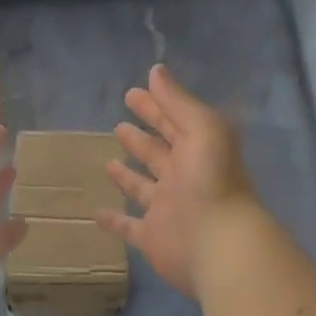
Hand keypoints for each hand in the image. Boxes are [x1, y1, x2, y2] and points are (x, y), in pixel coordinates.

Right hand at [97, 65, 260, 298]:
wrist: (219, 245)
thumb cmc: (211, 180)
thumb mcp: (202, 128)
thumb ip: (178, 101)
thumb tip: (155, 70)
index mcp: (197, 150)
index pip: (172, 122)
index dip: (154, 107)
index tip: (132, 93)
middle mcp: (183, 178)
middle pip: (158, 153)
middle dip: (141, 138)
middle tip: (119, 124)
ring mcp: (167, 209)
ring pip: (143, 188)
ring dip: (128, 175)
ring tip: (108, 161)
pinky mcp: (153, 237)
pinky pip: (129, 227)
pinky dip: (115, 221)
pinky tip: (96, 213)